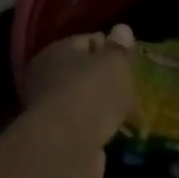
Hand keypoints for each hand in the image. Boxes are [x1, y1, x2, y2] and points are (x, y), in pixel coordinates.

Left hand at [19, 25, 136, 177]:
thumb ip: (119, 48)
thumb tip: (121, 29)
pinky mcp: (57, 140)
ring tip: (128, 113)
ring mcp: (49, 111)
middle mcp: (46, 78)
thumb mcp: (114, 63)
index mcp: (56, 51)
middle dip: (106, 80)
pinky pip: (85, 127)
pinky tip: (116, 133)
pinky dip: (98, 130)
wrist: (67, 148)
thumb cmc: (92, 93)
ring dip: (103, 107)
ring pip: (84, 102)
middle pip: (83, 73)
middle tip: (132, 87)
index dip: (110, 48)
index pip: (86, 41)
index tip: (130, 61)